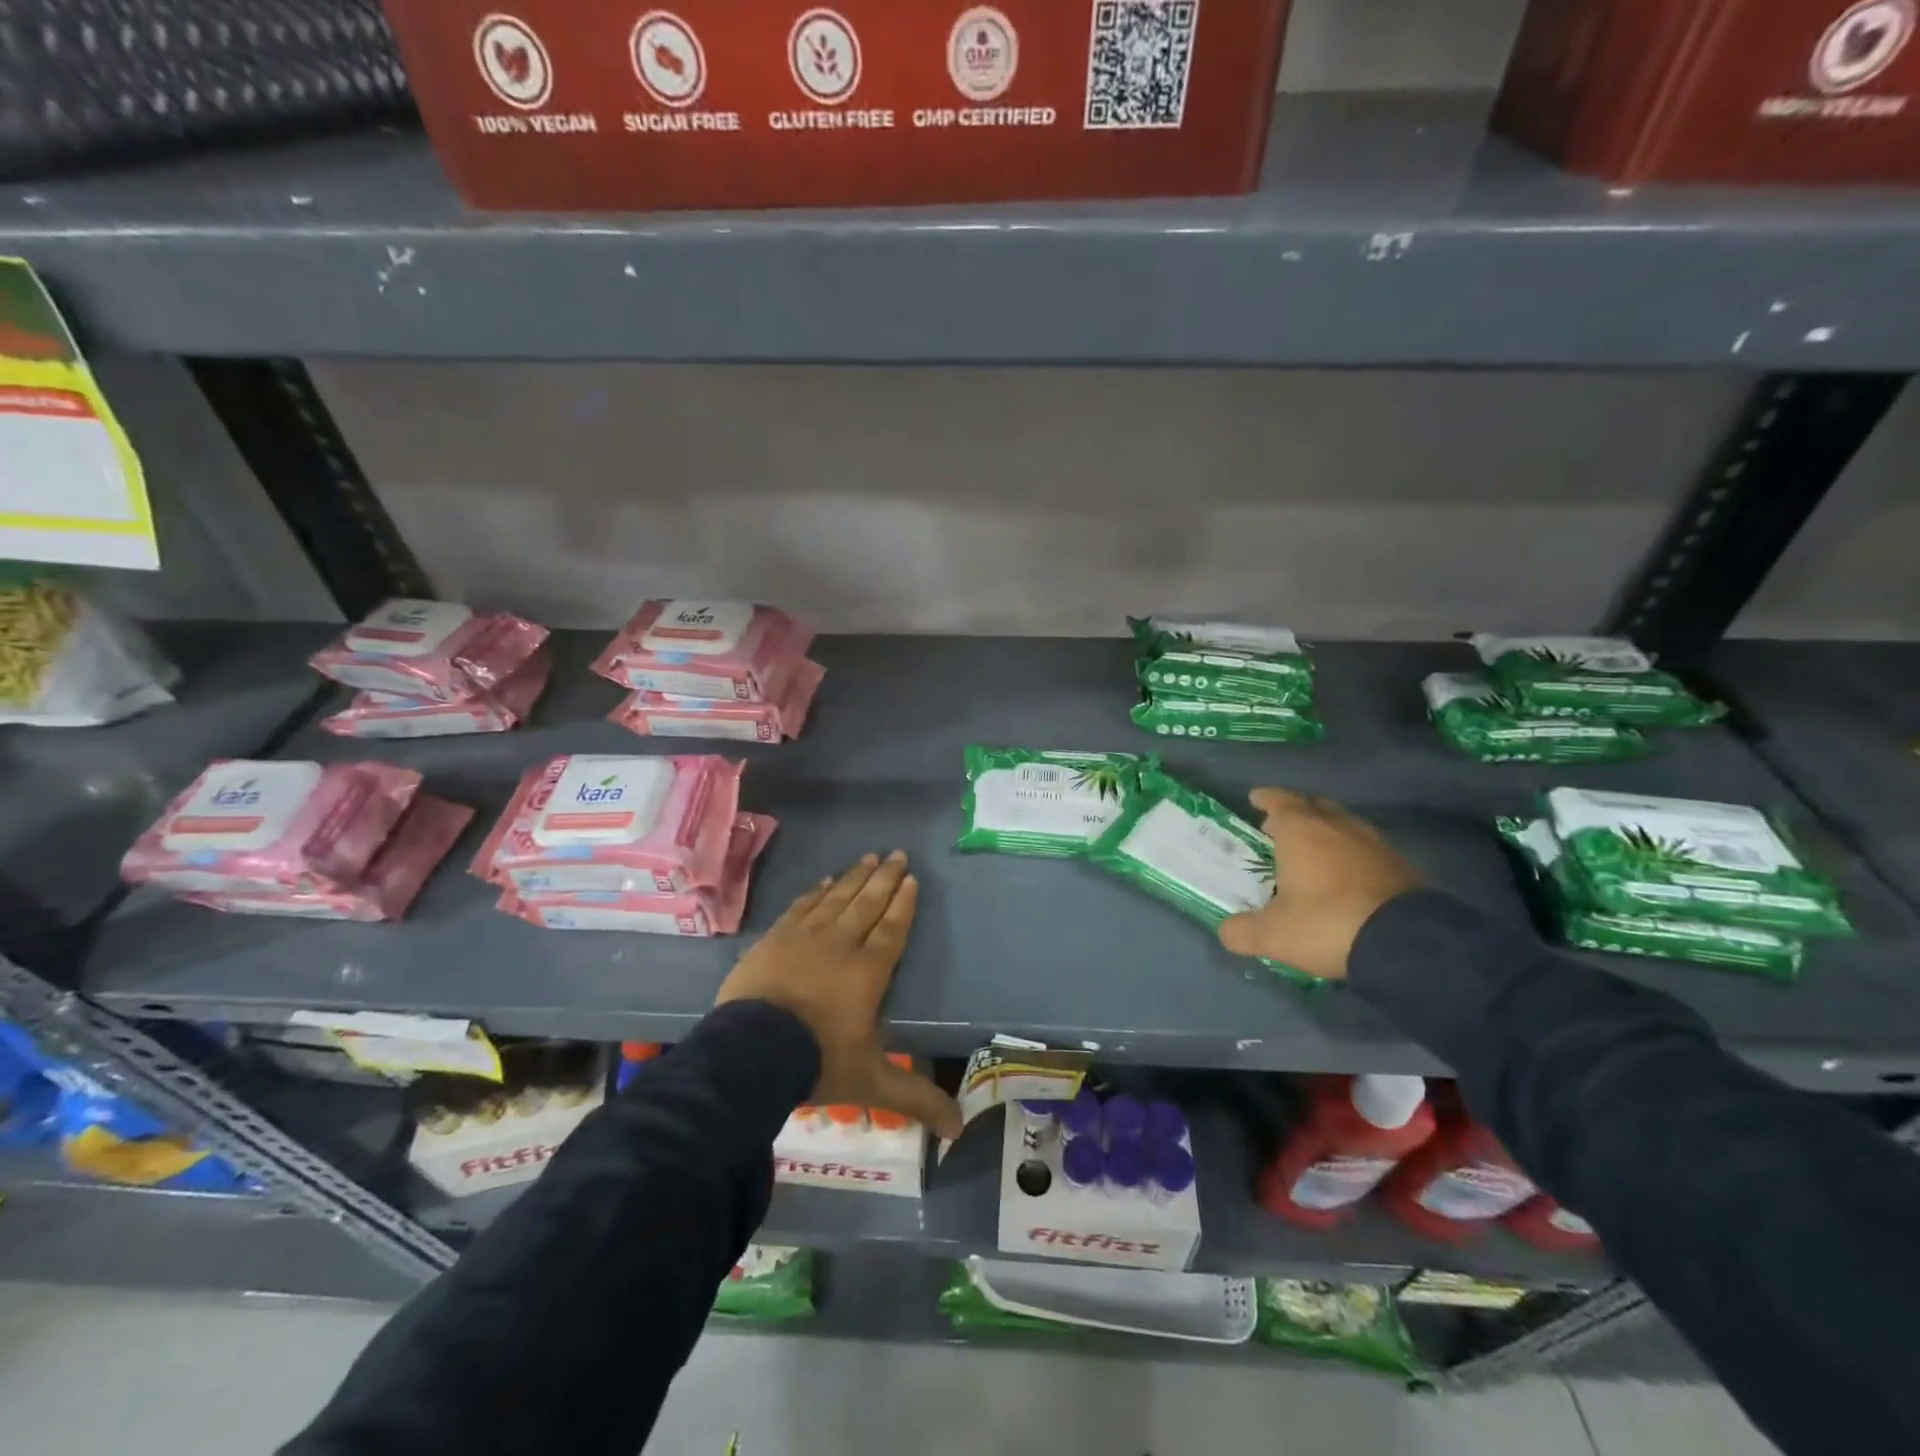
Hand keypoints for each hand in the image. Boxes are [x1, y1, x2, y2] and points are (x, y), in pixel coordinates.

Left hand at [716, 851, 961, 1138]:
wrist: (752, 1052)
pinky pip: (801, 906)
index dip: (903, 904)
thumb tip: (959, 1130)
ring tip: (868, 856)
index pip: (892, 929)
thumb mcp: (872, 1082)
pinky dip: (816, 892)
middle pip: (867, 903)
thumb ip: (916, 1098)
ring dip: (854, 877)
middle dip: (884, 878)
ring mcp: (805, 937)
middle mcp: (841, 945)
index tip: (911, 879)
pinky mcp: (775, 939)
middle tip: (897, 853)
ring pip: (837, 898)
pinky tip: (824, 881)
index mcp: (868, 972)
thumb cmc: (818, 1062)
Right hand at [1217, 788, 1420, 981]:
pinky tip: (1350, 876)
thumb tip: (1227, 931)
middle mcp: (1338, 827)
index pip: (1279, 801)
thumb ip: (1243, 931)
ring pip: (1346, 825)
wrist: (1406, 942)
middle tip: (1281, 826)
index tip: (1256, 798)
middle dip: (1297, 811)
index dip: (1266, 798)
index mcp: (1301, 830)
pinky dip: (1354, 855)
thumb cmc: (1326, 924)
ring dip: (1328, 832)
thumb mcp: (1272, 935)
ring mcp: (1375, 844)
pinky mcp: (1403, 867)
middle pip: (1315, 806)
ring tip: (1316, 850)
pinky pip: (1369, 850)